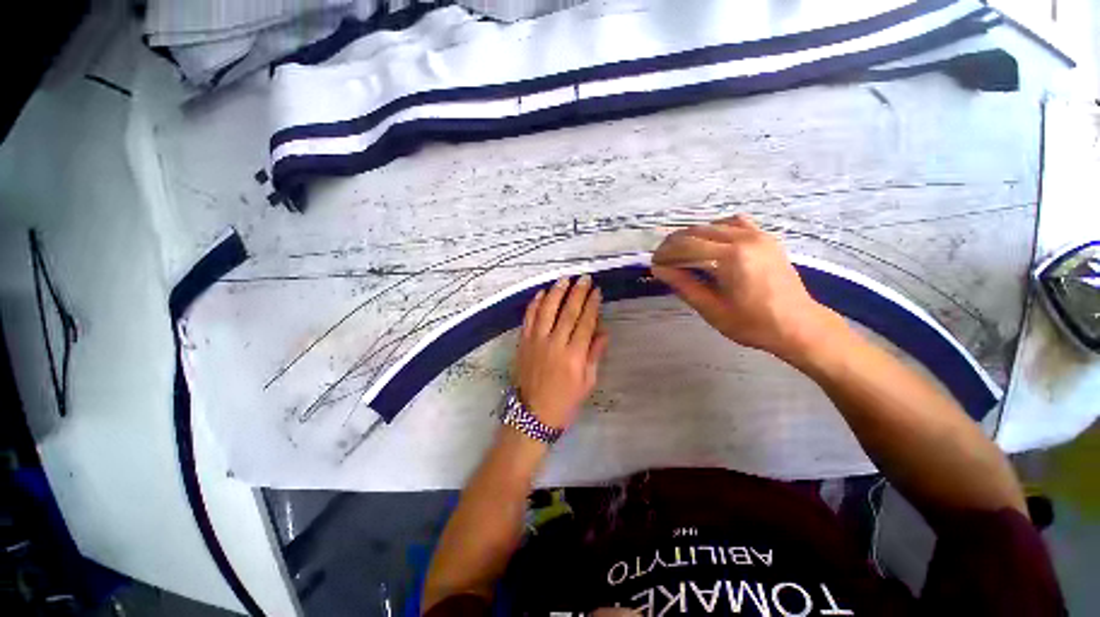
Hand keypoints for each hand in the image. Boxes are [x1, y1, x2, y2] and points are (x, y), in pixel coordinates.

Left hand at [515, 275, 608, 429]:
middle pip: (567, 312)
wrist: (532, 416)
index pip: (585, 323)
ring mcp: (536, 342)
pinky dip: (534, 304)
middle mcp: (555, 344)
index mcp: (574, 356)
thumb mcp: (587, 383)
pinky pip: (528, 319)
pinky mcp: (523, 343)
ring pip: (547, 310)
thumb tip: (603, 331)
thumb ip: (595, 355)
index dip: (592, 305)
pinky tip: (541, 293)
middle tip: (584, 278)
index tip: (597, 291)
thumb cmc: (565, 402)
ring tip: (564, 279)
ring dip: (556, 293)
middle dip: (577, 293)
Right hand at [651, 215, 846, 364]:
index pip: (686, 245)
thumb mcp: (711, 309)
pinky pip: (734, 223)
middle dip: (674, 243)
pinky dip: (715, 230)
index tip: (653, 263)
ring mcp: (758, 235)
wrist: (798, 326)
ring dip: (692, 236)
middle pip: (697, 231)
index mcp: (731, 257)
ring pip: (712, 225)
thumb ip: (684, 285)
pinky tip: (710, 244)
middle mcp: (744, 238)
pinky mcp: (766, 237)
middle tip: (662, 259)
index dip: (665, 253)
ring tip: (681, 253)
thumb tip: (658, 269)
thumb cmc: (752, 324)